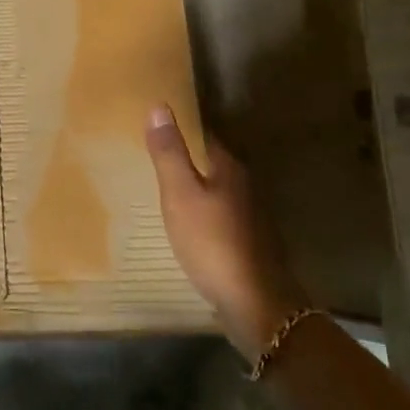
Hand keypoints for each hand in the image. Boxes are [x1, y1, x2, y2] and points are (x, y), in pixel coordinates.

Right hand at [146, 105, 307, 359]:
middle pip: (212, 163)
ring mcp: (249, 217)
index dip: (181, 129)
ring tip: (165, 189)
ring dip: (195, 187)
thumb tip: (160, 106)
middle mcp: (244, 186)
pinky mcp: (248, 243)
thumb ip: (170, 153)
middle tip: (154, 156)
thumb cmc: (213, 242)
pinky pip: (220, 216)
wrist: (255, 303)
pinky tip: (188, 225)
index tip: (157, 126)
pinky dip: (203, 213)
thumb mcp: (181, 195)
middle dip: (187, 158)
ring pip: (217, 191)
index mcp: (228, 168)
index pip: (203, 136)